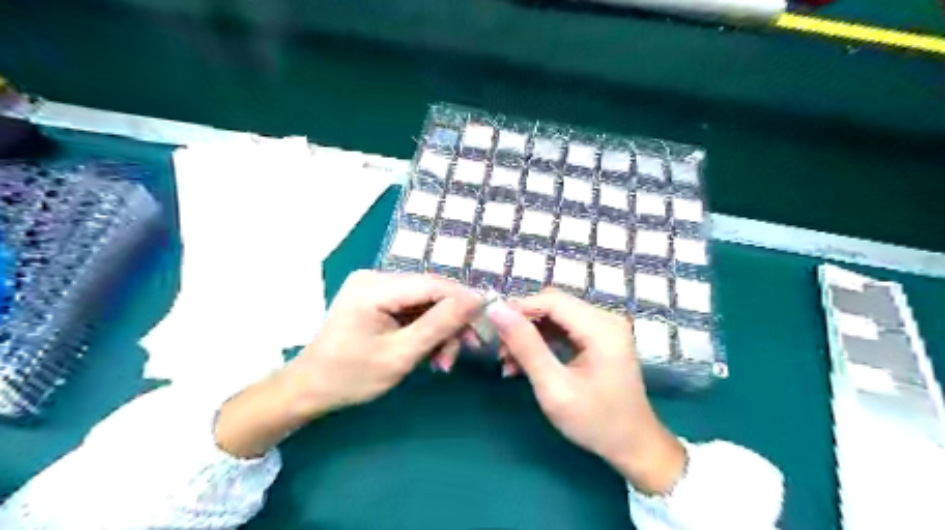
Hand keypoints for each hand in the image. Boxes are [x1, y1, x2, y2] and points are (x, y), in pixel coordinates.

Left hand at [212, 272, 479, 456]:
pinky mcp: (377, 300)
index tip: (488, 321)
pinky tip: (431, 354)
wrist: (309, 389)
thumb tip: (476, 300)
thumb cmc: (350, 376)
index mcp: (375, 286)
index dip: (464, 299)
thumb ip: (439, 325)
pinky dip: (426, 331)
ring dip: (440, 331)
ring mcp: (375, 288)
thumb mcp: (400, 355)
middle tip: (469, 349)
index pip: (432, 284)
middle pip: (430, 293)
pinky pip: (413, 310)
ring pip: (425, 303)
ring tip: (444, 362)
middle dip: (451, 322)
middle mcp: (376, 278)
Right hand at [487, 289, 688, 491]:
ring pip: (555, 316)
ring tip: (508, 361)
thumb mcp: (554, 387)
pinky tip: (525, 362)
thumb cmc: (595, 421)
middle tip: (500, 350)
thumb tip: (496, 311)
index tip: (492, 329)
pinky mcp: (599, 338)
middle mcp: (605, 318)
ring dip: (529, 334)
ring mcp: (604, 327)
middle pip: (553, 305)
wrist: (633, 446)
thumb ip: (525, 346)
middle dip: (522, 323)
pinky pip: (563, 328)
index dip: (518, 309)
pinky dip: (542, 341)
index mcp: (601, 327)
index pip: (551, 300)